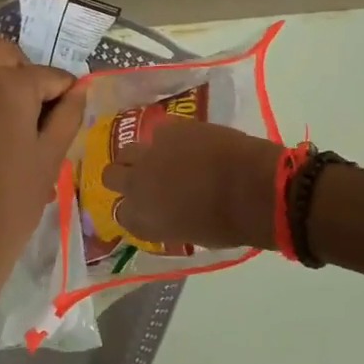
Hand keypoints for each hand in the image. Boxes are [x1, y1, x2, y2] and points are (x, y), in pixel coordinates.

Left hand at [0, 40, 86, 361]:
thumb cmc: (8, 207)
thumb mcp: (49, 161)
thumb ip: (67, 117)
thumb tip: (79, 89)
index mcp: (6, 85)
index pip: (50, 74)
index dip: (67, 95)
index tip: (72, 121)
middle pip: (6, 57)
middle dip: (28, 76)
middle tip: (42, 118)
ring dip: (3, 92)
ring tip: (20, 140)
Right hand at [102, 119, 282, 250]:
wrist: (252, 189)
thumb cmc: (228, 225)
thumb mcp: (190, 234)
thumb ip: (168, 222)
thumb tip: (168, 212)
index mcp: (142, 218)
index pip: (121, 214)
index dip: (133, 210)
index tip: (147, 209)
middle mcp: (137, 184)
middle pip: (111, 176)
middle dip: (123, 178)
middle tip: (144, 179)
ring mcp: (150, 153)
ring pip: (128, 150)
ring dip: (140, 156)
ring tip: (160, 158)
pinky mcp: (170, 129)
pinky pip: (158, 131)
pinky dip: (168, 138)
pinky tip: (184, 142)